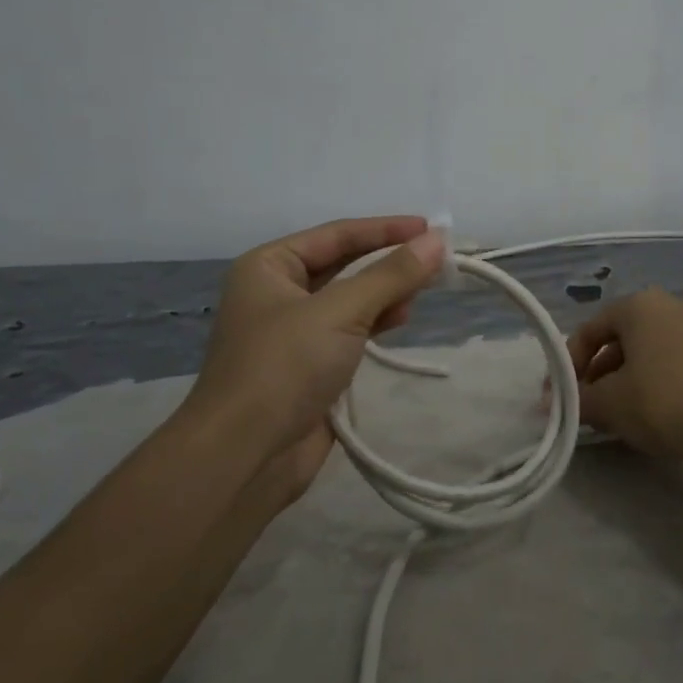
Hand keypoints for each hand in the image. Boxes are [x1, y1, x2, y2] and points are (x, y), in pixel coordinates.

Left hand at [183, 216, 445, 500]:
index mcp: (268, 267)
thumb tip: (437, 240)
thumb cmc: (284, 366)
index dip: (385, 229)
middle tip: (435, 263)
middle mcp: (277, 293)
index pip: (337, 235)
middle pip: (343, 265)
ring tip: (420, 294)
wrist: (245, 454)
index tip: (430, 228)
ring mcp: (292, 332)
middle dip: (387, 263)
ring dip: (384, 294)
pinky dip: (375, 322)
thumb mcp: (341, 311)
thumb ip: (391, 275)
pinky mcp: (308, 366)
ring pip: (349, 299)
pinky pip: (349, 331)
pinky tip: (400, 320)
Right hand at [567, 288, 682, 464]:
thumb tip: (550, 404)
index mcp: (640, 305)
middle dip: (598, 374)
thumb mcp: (609, 403)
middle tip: (587, 407)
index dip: (569, 364)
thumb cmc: (664, 402)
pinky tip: (649, 415)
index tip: (561, 397)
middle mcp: (672, 305)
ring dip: (625, 381)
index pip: (590, 329)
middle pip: (620, 339)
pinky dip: (654, 383)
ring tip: (615, 416)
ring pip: (648, 352)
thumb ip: (576, 399)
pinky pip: (673, 362)